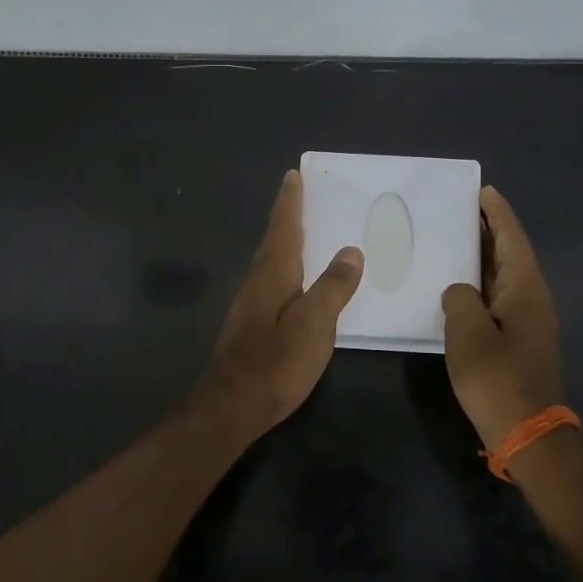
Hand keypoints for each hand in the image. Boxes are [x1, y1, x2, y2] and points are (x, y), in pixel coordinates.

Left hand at [199, 169, 363, 437]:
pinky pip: (271, 279)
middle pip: (274, 240)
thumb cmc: (277, 362)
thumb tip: (350, 251)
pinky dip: (284, 265)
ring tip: (301, 230)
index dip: (290, 202)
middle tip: (299, 194)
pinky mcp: (251, 323)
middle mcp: (257, 280)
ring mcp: (250, 303)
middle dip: (286, 216)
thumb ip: (334, 287)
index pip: (284, 227)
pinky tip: (294, 279)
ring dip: (284, 240)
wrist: (232, 406)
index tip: (293, 175)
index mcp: (273, 273)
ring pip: (270, 260)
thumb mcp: (315, 324)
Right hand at [441, 186, 564, 446]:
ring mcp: (528, 320)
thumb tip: (459, 290)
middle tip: (460, 208)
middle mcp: (532, 298)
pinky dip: (481, 281)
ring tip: (454, 238)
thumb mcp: (468, 335)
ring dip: (483, 255)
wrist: (530, 434)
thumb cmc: (497, 380)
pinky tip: (459, 285)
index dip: (497, 213)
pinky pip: (499, 295)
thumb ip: (459, 299)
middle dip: (489, 229)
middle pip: (510, 252)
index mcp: (524, 289)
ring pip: (504, 275)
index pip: (511, 238)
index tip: (482, 190)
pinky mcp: (519, 339)